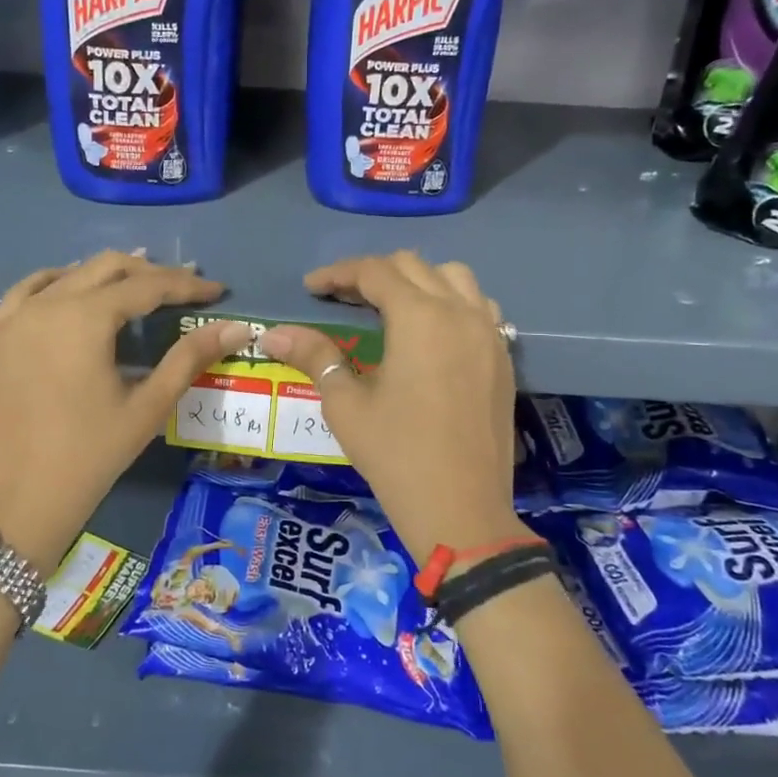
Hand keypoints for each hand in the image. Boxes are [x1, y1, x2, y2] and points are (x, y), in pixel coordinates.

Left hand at [0, 252, 251, 568]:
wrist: (16, 503)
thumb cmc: (90, 456)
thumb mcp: (148, 407)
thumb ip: (190, 357)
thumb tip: (237, 328)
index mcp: (83, 319)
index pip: (145, 286)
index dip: (185, 285)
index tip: (216, 290)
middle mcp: (43, 305)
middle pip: (104, 268)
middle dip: (148, 272)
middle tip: (181, 287)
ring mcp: (8, 320)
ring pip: (63, 276)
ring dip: (103, 274)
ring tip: (133, 282)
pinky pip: (23, 295)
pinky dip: (54, 286)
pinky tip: (69, 296)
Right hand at [259, 252, 517, 562]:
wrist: (462, 510)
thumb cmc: (397, 456)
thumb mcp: (346, 405)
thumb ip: (315, 356)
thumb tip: (274, 334)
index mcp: (420, 318)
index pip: (375, 273)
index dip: (338, 274)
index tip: (311, 287)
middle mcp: (459, 312)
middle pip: (413, 266)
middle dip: (373, 274)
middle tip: (341, 298)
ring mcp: (489, 333)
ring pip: (453, 278)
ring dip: (417, 280)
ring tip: (390, 306)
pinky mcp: (503, 357)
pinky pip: (479, 307)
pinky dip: (452, 302)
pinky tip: (433, 330)